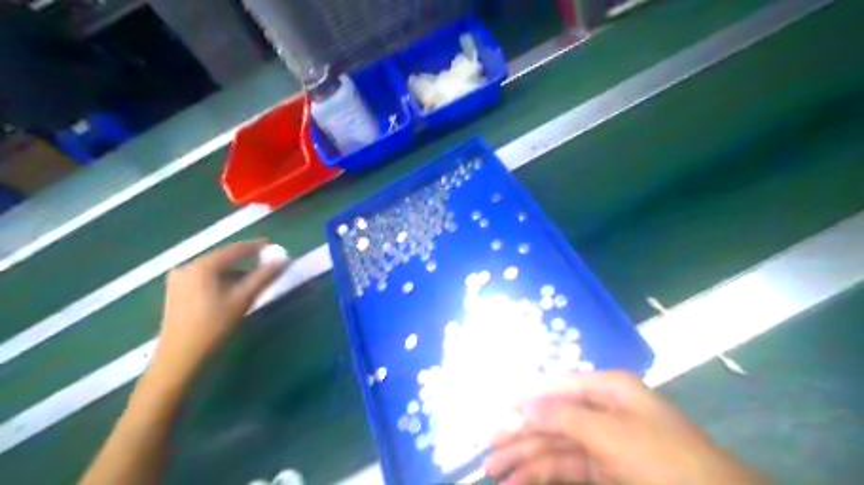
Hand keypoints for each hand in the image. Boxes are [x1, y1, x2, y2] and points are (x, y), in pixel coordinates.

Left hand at [156, 241, 284, 381]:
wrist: (179, 358)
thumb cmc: (213, 326)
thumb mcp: (243, 299)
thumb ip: (264, 276)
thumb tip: (283, 259)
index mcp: (202, 266)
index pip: (234, 250)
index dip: (255, 247)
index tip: (271, 245)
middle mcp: (187, 267)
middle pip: (223, 259)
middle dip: (245, 261)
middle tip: (264, 265)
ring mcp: (178, 280)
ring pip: (214, 271)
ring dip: (234, 274)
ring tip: (250, 283)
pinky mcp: (176, 293)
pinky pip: (205, 279)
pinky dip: (221, 282)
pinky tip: (231, 293)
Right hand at [486, 371, 775, 484]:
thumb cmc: (663, 459)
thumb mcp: (610, 434)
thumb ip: (563, 418)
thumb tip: (522, 405)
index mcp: (607, 389)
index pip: (556, 386)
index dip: (526, 398)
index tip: (496, 411)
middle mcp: (601, 409)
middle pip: (551, 418)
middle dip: (520, 434)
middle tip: (488, 451)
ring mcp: (603, 440)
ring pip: (555, 444)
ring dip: (525, 457)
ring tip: (495, 471)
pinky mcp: (604, 469)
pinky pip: (566, 466)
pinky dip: (543, 473)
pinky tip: (520, 482)